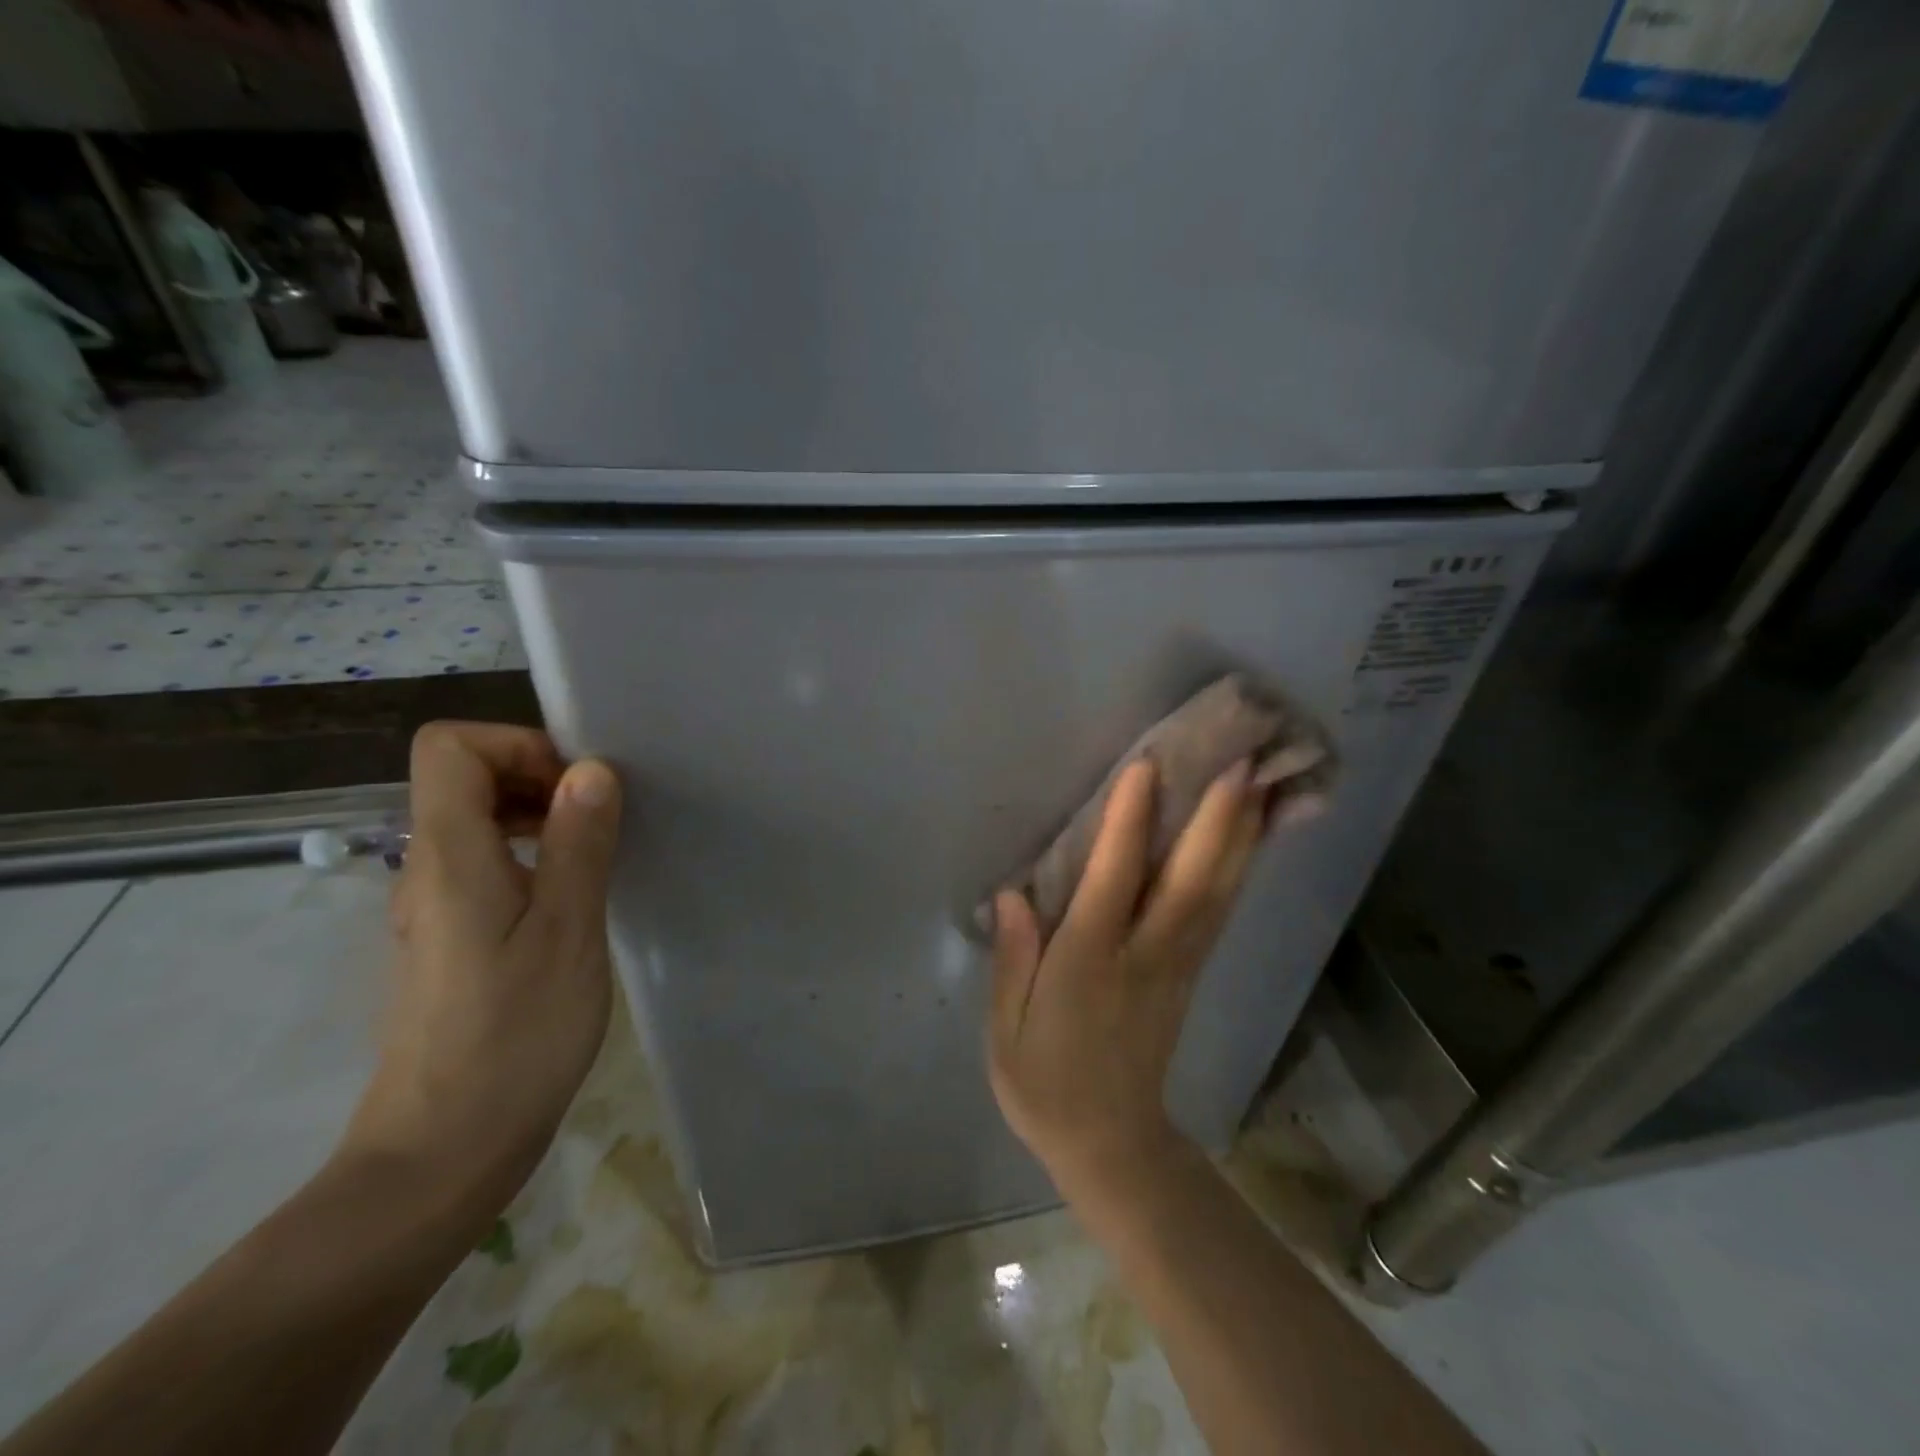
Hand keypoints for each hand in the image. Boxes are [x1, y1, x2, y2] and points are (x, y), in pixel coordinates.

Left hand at [337, 723, 623, 1223]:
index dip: (517, 744)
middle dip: (538, 775)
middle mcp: (428, 869)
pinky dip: (533, 855)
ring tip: (600, 851)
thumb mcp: (567, 933)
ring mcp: (435, 906)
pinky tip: (576, 896)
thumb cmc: (514, 1037)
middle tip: (603, 817)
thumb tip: (591, 770)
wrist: (443, 1152)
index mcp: (450, 857)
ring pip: (477, 821)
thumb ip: (579, 844)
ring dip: (540, 816)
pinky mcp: (451, 938)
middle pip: (464, 777)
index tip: (578, 783)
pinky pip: (487, 864)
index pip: (449, 747)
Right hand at [988, 757, 1265, 1198]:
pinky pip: (1219, 912)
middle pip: (1188, 880)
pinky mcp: (1192, 974)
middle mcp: (1143, 955)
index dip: (1129, 823)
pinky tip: (1249, 838)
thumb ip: (1013, 959)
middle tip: (1240, 761)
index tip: (1147, 766)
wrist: (1111, 1145)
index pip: (1114, 881)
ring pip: (1215, 892)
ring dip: (1239, 837)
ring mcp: (1178, 965)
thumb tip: (1014, 893)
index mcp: (1089, 964)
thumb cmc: (1044, 1082)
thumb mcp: (1006, 1029)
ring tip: (1260, 783)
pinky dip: (1238, 869)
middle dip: (1216, 820)